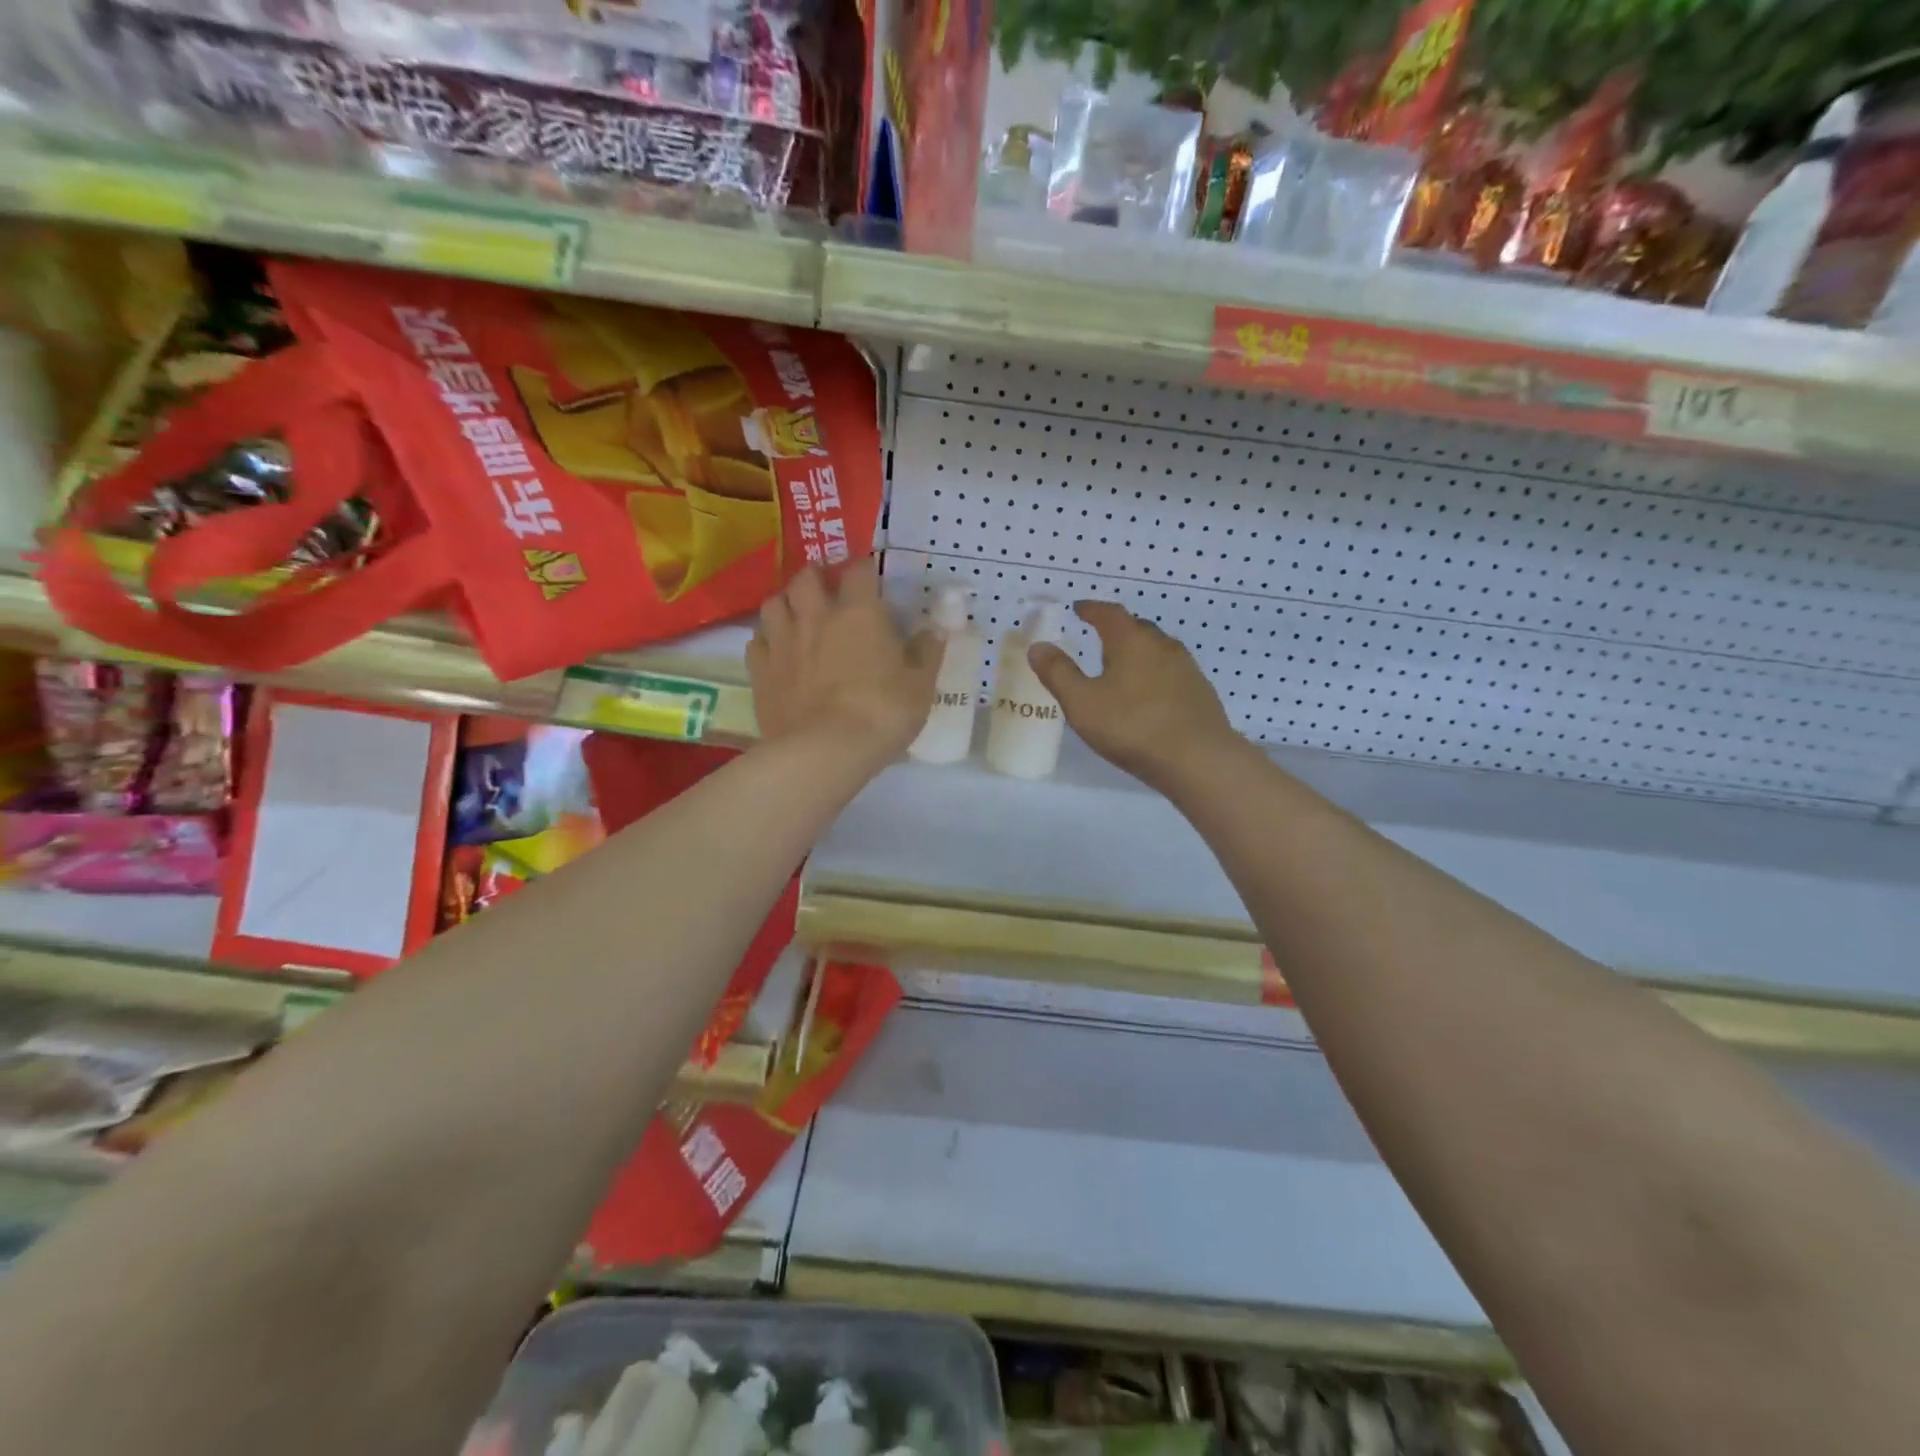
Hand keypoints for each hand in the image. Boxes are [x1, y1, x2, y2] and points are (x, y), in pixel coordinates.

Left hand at [747, 561, 939, 766]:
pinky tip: (776, 650)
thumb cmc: (882, 713)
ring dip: (786, 602)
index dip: (865, 568)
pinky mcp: (760, 671)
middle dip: (817, 576)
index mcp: (859, 613)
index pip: (859, 570)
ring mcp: (782, 642)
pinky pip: (757, 641)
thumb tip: (935, 629)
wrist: (825, 751)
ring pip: (773, 602)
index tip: (870, 576)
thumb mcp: (920, 686)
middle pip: (806, 577)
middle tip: (827, 588)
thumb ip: (927, 653)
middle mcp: (816, 616)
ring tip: (796, 614)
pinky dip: (767, 639)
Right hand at [1028, 601, 1239, 789]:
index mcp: (1131, 641)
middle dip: (1116, 629)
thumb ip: (1058, 673)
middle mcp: (1162, 646)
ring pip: (1157, 649)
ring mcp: (1186, 668)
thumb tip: (1038, 646)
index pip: (1109, 613)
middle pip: (1136, 627)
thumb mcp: (1083, 703)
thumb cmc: (1133, 727)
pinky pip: (1171, 672)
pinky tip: (1148, 694)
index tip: (1078, 608)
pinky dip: (1154, 673)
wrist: (1199, 759)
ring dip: (1138, 651)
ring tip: (1122, 666)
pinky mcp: (1200, 692)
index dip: (1091, 609)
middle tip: (1098, 637)